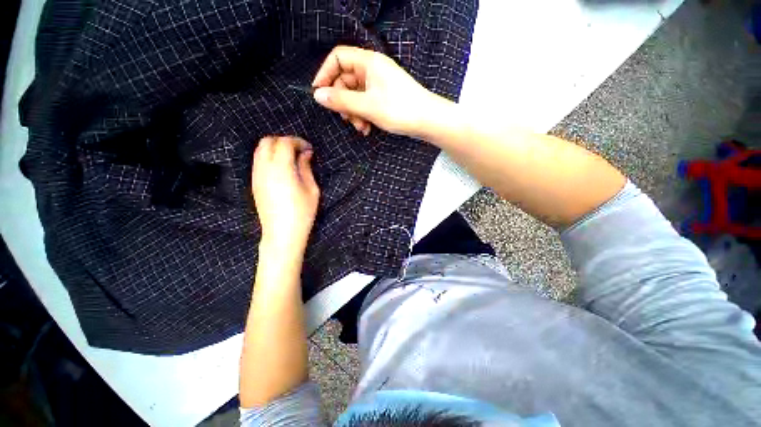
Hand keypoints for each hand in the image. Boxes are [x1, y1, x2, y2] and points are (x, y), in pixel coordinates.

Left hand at [252, 136, 319, 254]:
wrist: (282, 233)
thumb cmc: (302, 213)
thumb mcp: (312, 190)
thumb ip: (306, 168)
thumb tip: (305, 153)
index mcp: (281, 169)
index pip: (284, 143)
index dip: (298, 141)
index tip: (309, 149)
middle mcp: (264, 168)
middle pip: (268, 141)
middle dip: (284, 141)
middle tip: (299, 151)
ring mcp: (256, 175)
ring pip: (260, 150)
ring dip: (275, 148)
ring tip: (291, 158)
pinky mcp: (254, 183)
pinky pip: (258, 161)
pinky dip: (269, 157)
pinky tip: (282, 168)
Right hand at [312, 46, 438, 136]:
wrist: (428, 121)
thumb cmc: (399, 109)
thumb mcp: (367, 106)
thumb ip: (341, 100)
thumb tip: (318, 95)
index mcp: (368, 62)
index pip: (338, 58)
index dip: (325, 74)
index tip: (319, 94)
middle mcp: (372, 70)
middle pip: (345, 81)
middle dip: (344, 103)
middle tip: (348, 120)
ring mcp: (378, 85)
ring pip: (355, 96)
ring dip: (354, 114)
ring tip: (361, 128)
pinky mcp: (383, 98)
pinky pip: (365, 104)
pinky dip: (363, 116)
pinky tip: (367, 129)